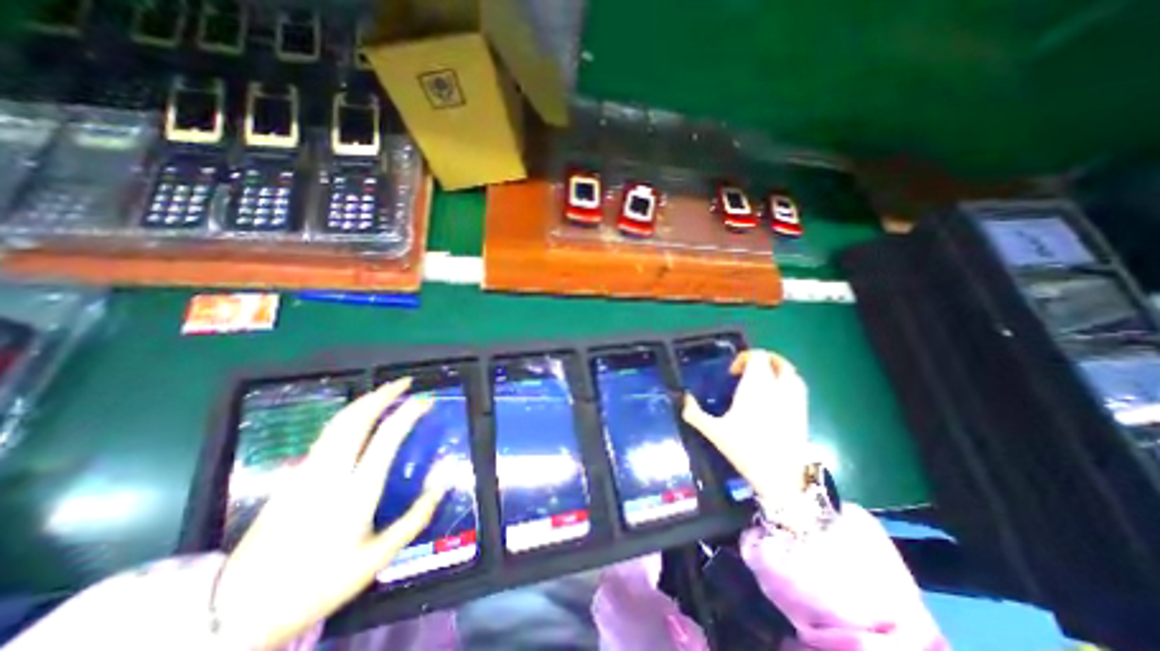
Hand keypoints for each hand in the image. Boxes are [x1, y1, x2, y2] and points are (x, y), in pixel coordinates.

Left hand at [215, 378, 449, 647]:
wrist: (238, 611)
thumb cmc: (320, 583)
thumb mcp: (378, 557)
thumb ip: (416, 517)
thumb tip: (443, 481)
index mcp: (356, 492)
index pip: (387, 436)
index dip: (409, 412)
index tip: (426, 400)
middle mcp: (330, 473)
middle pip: (357, 419)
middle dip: (383, 394)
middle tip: (405, 383)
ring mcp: (307, 471)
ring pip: (338, 422)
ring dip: (365, 400)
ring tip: (386, 392)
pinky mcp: (293, 475)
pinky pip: (327, 433)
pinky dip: (350, 416)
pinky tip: (360, 418)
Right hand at [682, 351, 807, 508]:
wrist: (780, 477)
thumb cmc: (744, 450)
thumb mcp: (714, 431)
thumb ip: (694, 413)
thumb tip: (685, 397)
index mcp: (755, 387)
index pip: (757, 357)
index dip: (744, 357)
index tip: (733, 373)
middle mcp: (777, 388)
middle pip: (776, 360)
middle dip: (762, 360)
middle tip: (748, 371)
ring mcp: (794, 400)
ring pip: (791, 372)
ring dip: (777, 369)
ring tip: (763, 380)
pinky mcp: (803, 412)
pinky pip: (799, 386)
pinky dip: (788, 382)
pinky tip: (776, 395)